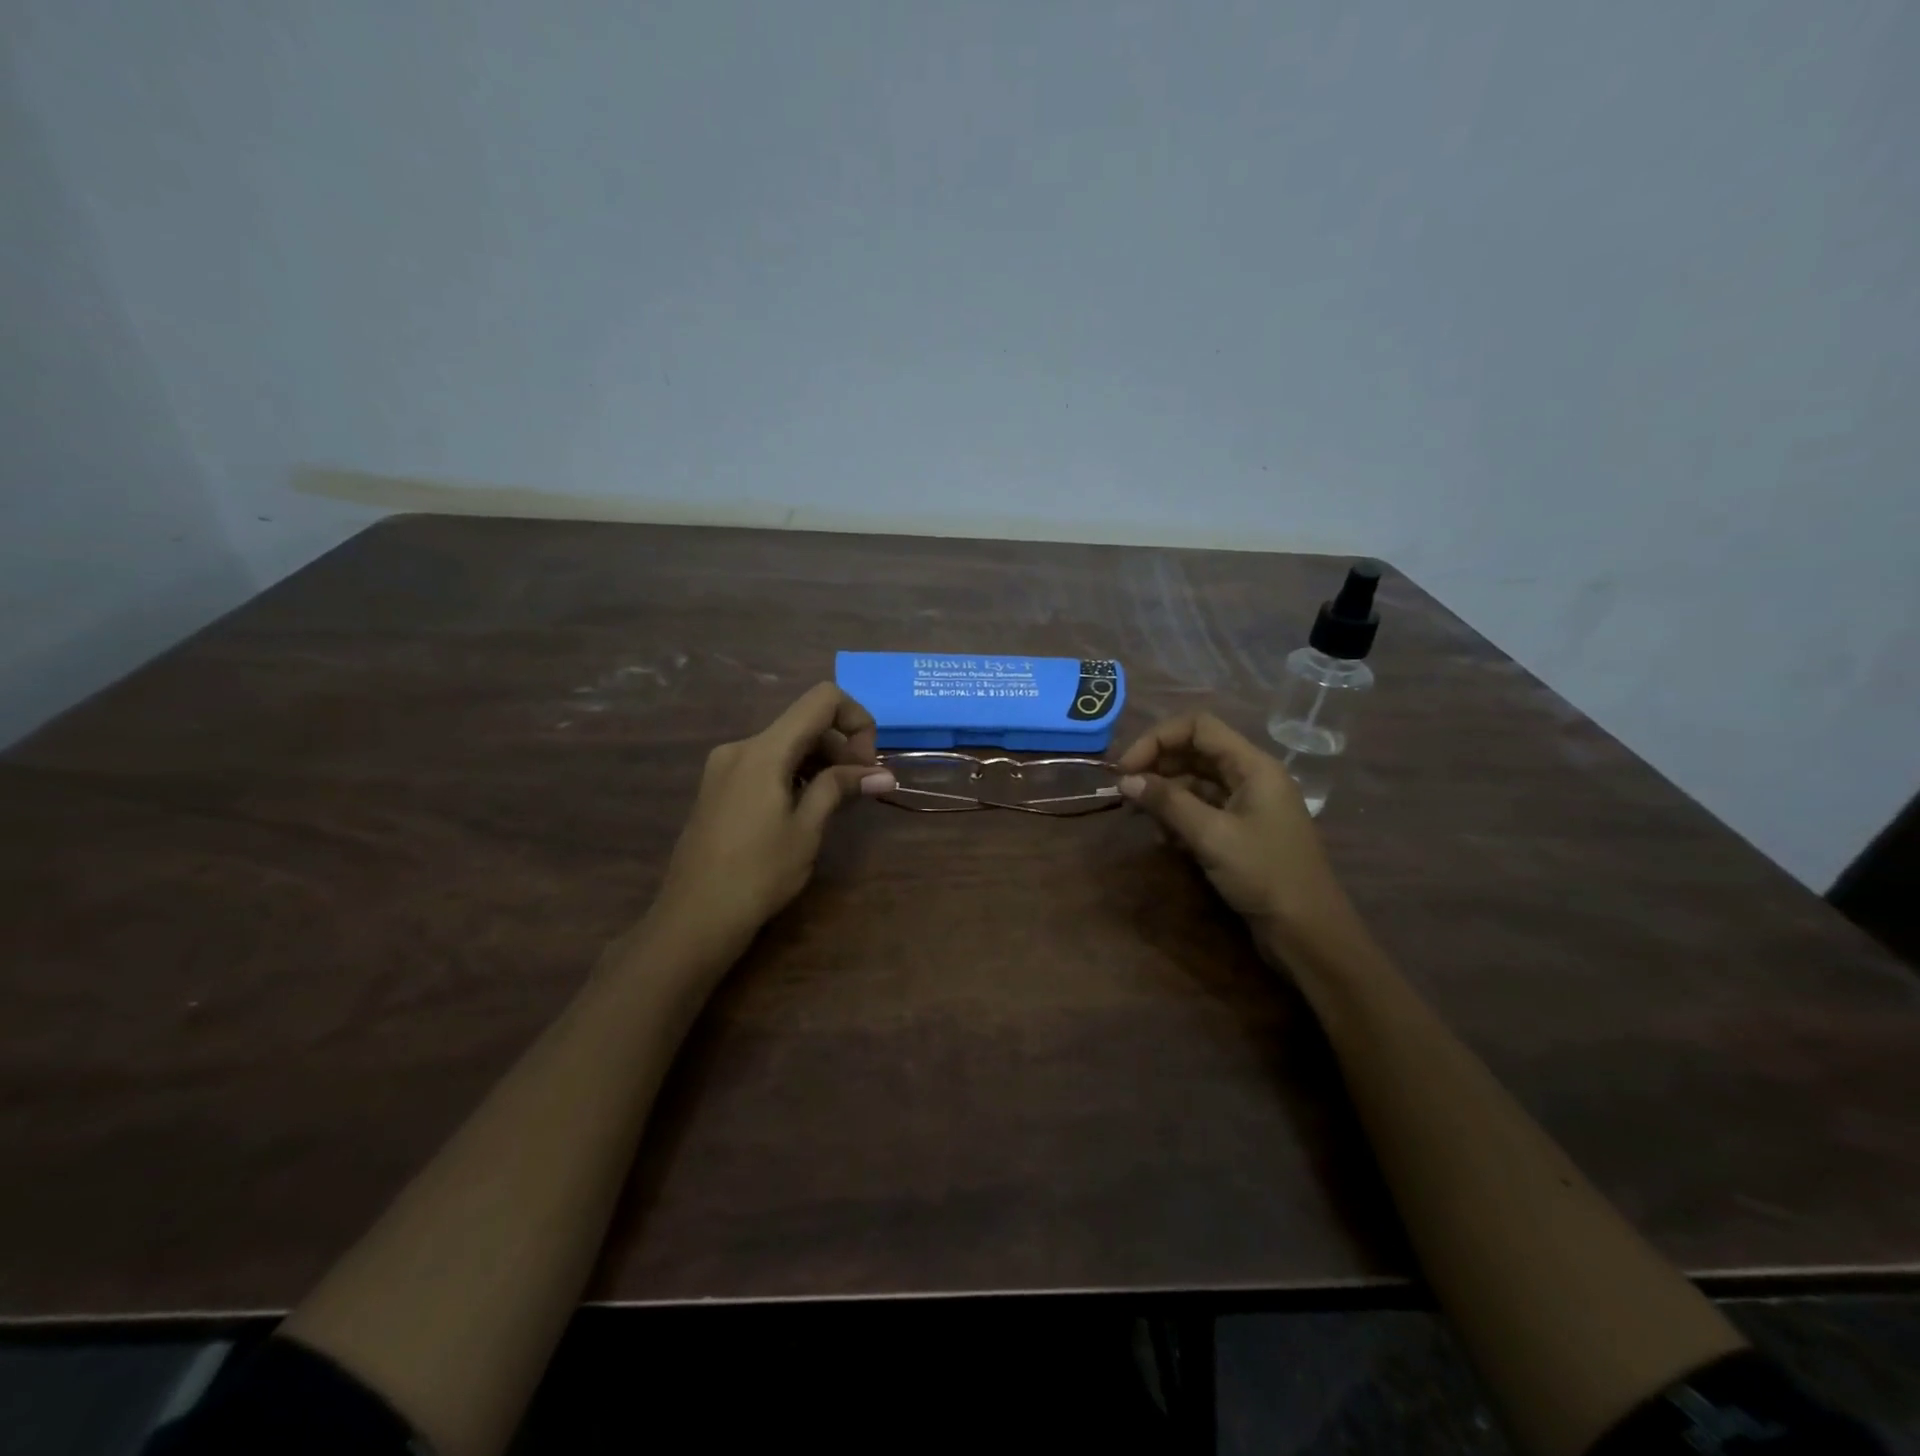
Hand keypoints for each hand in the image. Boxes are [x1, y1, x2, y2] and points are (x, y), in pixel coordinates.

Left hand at [652, 683, 895, 953]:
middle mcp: (741, 747)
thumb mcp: (806, 829)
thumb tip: (883, 774)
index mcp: (763, 750)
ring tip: (837, 804)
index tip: (867, 765)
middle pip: (804, 723)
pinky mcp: (719, 788)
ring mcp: (725, 767)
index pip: (822, 699)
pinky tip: (806, 809)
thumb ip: (840, 788)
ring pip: (786, 744)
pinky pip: (766, 764)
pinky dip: (795, 774)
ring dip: (820, 763)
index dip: (857, 719)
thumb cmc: (757, 874)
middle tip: (860, 790)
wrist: (694, 918)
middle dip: (841, 747)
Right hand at [1116, 713, 1352, 951]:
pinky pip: (1202, 809)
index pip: (1198, 727)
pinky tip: (1165, 839)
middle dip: (1157, 767)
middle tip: (1125, 792)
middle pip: (1195, 752)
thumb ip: (1168, 802)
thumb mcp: (1211, 836)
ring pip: (1195, 782)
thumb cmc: (1264, 875)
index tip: (1126, 768)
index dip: (1157, 739)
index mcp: (1253, 766)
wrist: (1308, 933)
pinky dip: (1179, 817)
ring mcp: (1247, 805)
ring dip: (1165, 795)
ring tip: (1144, 820)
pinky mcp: (1241, 831)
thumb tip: (1125, 780)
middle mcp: (1251, 777)